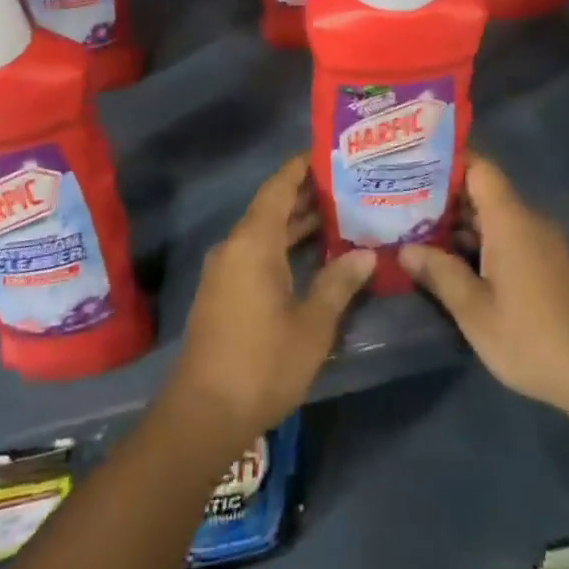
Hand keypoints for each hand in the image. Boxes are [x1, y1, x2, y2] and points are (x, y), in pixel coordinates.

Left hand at [168, 153, 374, 442]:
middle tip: (346, 185)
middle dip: (305, 195)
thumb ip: (338, 283)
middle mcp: (235, 246)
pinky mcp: (223, 292)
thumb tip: (365, 254)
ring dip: (295, 223)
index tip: (328, 153)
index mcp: (254, 242)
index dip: (301, 167)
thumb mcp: (312, 325)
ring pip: (264, 232)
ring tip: (338, 215)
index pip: (278, 187)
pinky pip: (255, 252)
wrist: (203, 415)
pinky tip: (312, 256)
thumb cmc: (262, 363)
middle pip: (271, 207)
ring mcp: (225, 270)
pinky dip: (282, 245)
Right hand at [401, 154, 568, 426]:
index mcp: (509, 219)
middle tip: (401, 199)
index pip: (479, 167)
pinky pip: (506, 235)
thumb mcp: (474, 310)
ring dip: (458, 221)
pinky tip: (450, 258)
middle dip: (443, 194)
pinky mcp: (545, 262)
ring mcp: (539, 241)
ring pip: (492, 215)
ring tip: (415, 227)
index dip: (447, 159)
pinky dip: (478, 239)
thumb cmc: (530, 337)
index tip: (413, 163)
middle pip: (482, 190)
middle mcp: (526, 220)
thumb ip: (439, 273)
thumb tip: (405, 249)